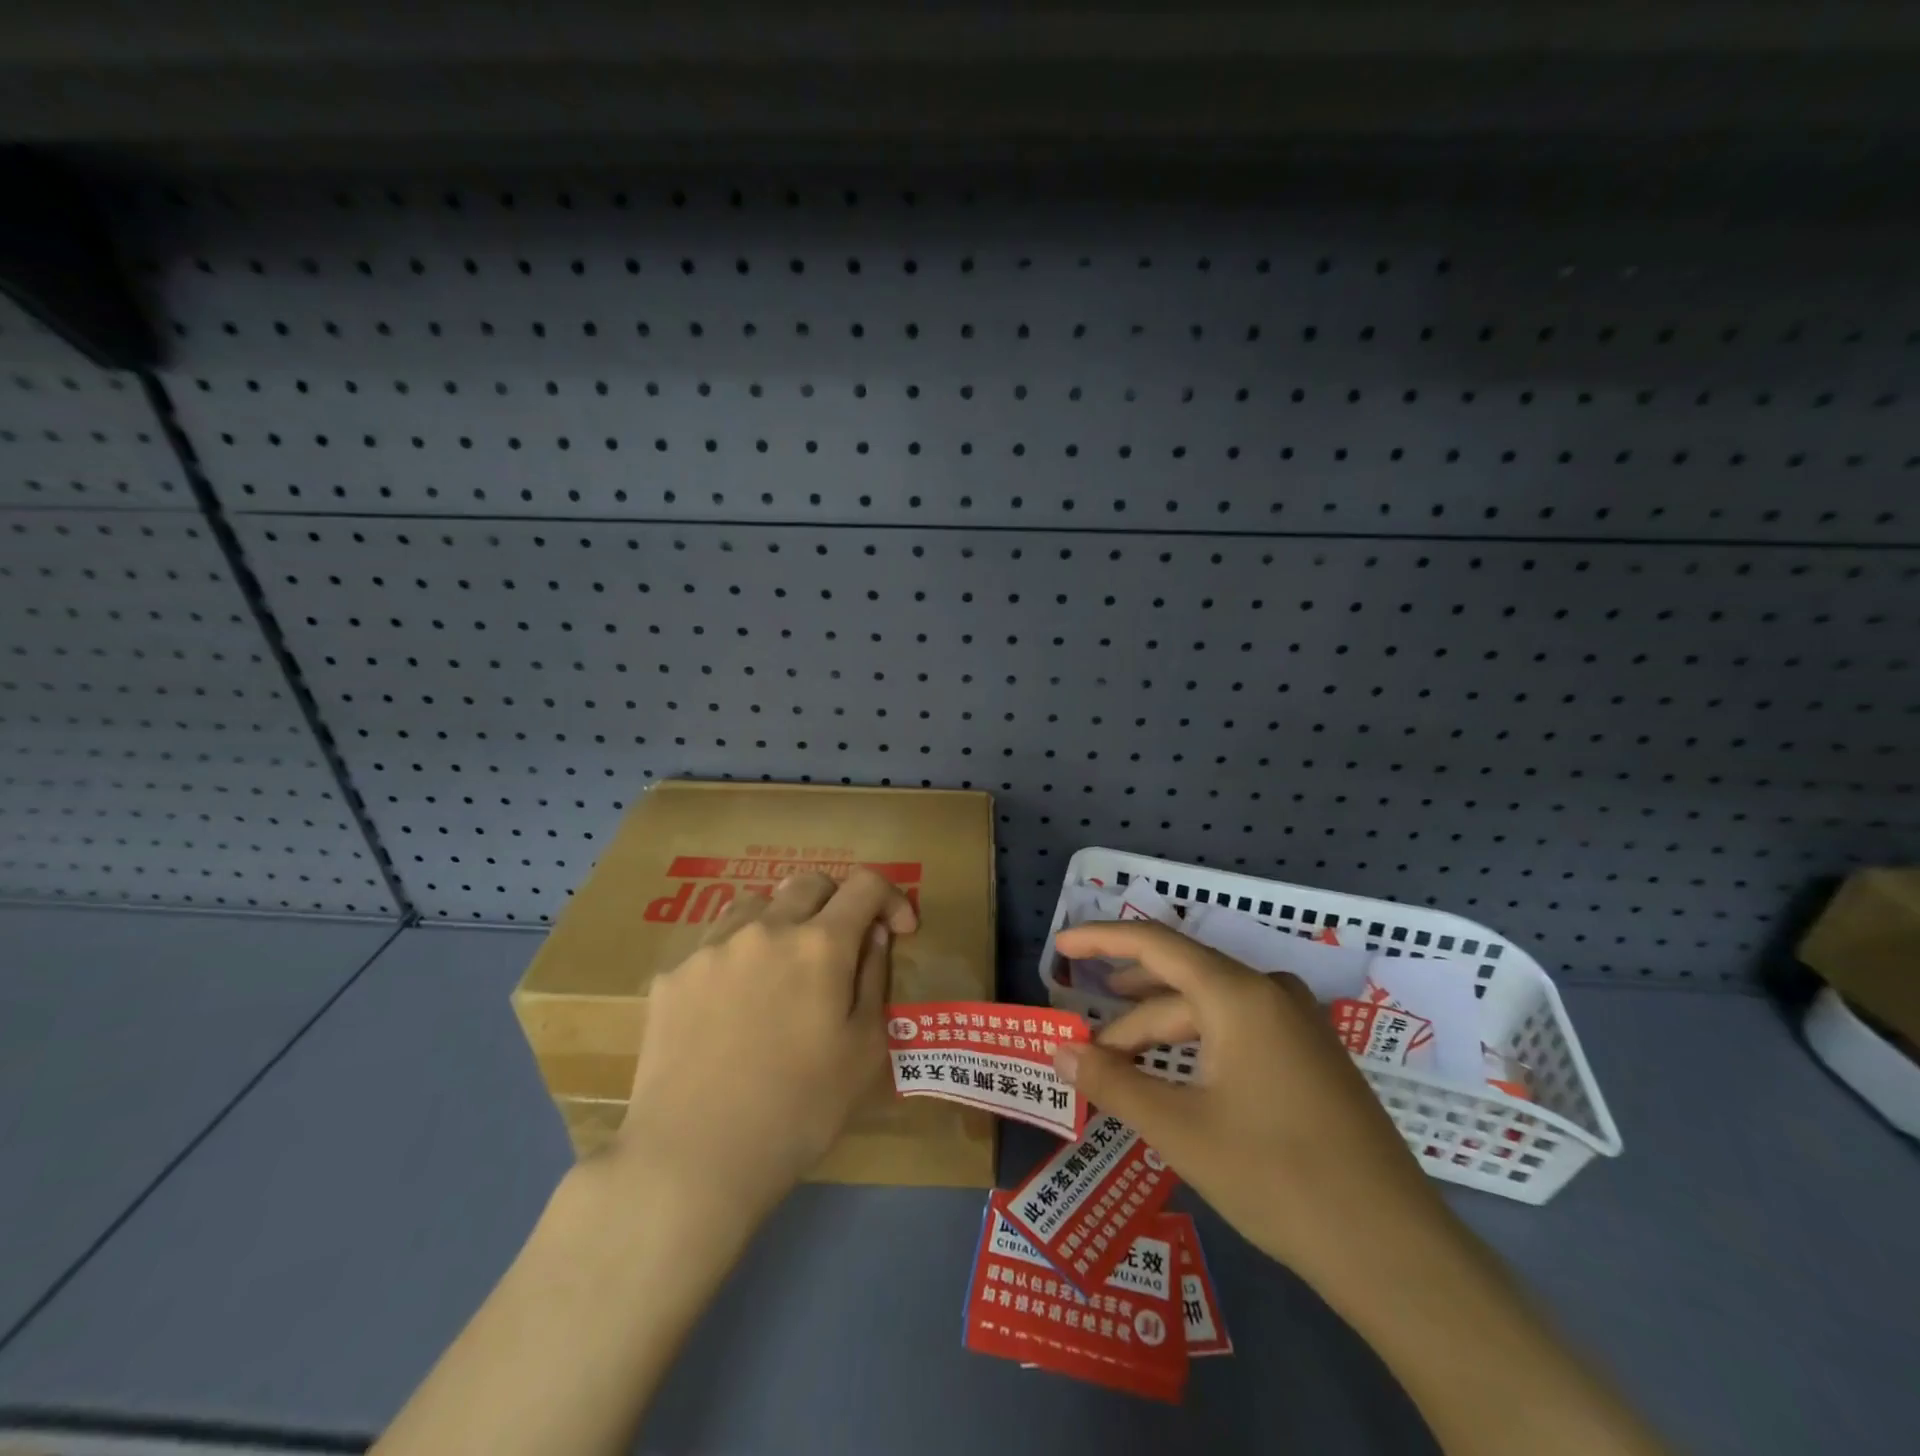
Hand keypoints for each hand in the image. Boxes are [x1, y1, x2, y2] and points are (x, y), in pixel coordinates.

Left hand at [612, 868, 917, 1217]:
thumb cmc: (798, 1110)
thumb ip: (875, 979)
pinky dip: (738, 956)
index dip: (891, 898)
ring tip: (782, 968)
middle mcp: (766, 928)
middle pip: (810, 883)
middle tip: (841, 946)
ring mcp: (712, 947)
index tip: (897, 931)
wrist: (692, 1158)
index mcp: (820, 944)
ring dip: (783, 921)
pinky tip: (731, 1005)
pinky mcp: (672, 975)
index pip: (866, 885)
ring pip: (757, 903)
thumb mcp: (864, 1051)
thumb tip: (873, 936)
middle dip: (837, 903)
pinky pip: (714, 944)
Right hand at [1051, 920, 1444, 1280]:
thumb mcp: (1180, 1129)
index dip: (1101, 940)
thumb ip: (1113, 1082)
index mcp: (1239, 994)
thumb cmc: (1277, 1177)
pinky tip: (1176, 1078)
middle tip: (1084, 1045)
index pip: (1154, 944)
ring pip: (1208, 1011)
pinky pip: (1237, 1031)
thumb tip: (1059, 1053)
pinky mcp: (1311, 1057)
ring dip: (1159, 1034)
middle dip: (1127, 1014)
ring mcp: (1297, 1024)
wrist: (1394, 1251)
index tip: (1060, 947)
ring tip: (1119, 1063)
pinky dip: (1195, 1047)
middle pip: (1179, 985)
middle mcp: (1269, 993)